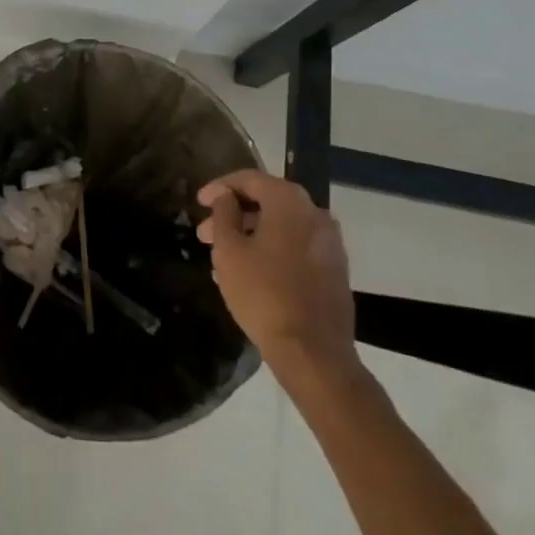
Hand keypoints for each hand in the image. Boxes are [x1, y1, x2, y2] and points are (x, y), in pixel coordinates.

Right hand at [198, 170, 360, 375]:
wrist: (314, 355)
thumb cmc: (264, 294)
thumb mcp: (229, 251)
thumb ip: (223, 214)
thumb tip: (226, 197)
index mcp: (289, 201)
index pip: (250, 179)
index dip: (220, 187)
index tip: (199, 202)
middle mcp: (315, 214)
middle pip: (267, 202)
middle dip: (233, 215)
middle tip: (205, 234)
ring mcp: (330, 244)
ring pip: (282, 228)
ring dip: (251, 236)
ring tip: (222, 259)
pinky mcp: (335, 271)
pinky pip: (296, 248)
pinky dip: (271, 251)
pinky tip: (249, 274)